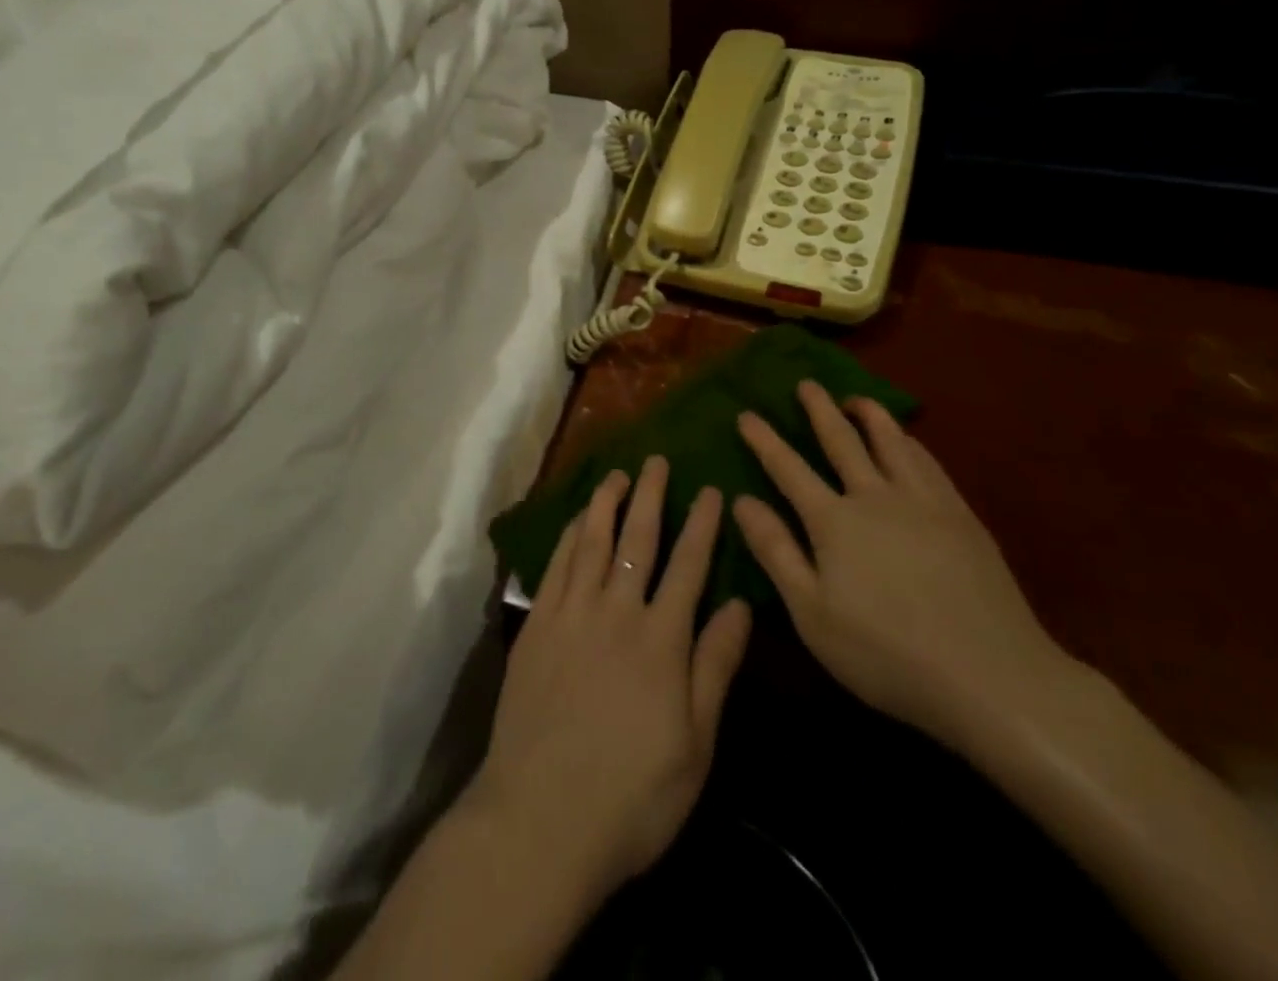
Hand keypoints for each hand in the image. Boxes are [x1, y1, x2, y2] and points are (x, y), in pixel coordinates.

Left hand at [467, 457, 752, 901]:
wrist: (541, 817)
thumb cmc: (632, 794)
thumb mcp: (695, 744)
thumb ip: (716, 667)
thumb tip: (741, 605)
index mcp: (661, 639)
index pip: (688, 566)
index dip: (700, 525)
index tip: (709, 490)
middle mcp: (615, 611)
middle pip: (636, 540)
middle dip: (651, 496)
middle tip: (658, 460)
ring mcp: (570, 614)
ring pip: (591, 541)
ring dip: (606, 503)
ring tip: (617, 475)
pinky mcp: (536, 625)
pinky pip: (555, 565)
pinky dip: (568, 535)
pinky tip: (574, 520)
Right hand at [731, 382, 1072, 746]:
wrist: (992, 677)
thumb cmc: (887, 654)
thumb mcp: (812, 613)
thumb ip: (776, 552)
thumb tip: (741, 501)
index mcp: (834, 521)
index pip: (788, 469)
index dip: (764, 440)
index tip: (746, 414)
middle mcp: (875, 497)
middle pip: (841, 441)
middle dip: (819, 409)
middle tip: (806, 383)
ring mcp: (923, 502)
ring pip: (890, 441)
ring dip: (869, 414)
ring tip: (856, 399)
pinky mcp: (961, 516)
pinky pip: (928, 462)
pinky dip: (909, 441)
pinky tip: (908, 441)